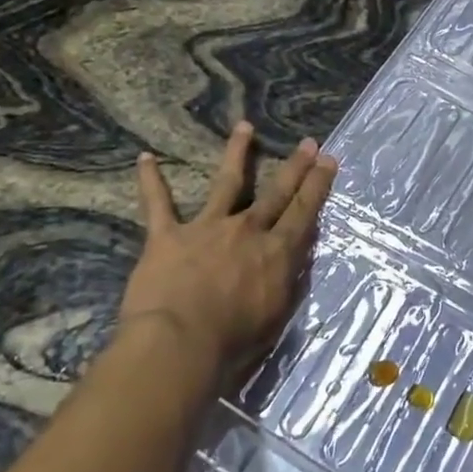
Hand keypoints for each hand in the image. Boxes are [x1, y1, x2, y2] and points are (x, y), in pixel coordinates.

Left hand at [121, 123, 338, 382]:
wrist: (179, 344)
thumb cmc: (232, 343)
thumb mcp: (276, 318)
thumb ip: (287, 283)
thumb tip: (297, 259)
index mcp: (275, 253)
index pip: (303, 212)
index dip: (317, 185)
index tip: (328, 159)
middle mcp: (246, 230)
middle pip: (275, 192)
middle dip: (295, 166)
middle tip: (309, 142)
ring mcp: (206, 228)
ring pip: (226, 183)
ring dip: (237, 153)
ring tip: (244, 126)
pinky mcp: (167, 236)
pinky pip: (157, 204)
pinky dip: (150, 181)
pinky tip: (144, 158)